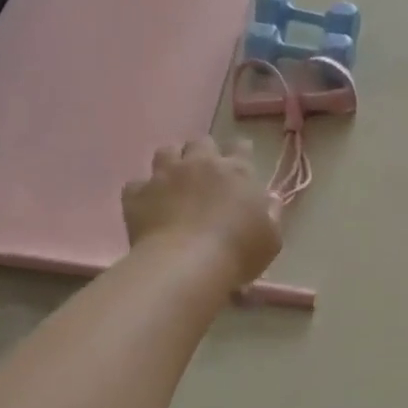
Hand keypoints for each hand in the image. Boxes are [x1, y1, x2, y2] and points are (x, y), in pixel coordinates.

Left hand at [122, 136, 282, 287]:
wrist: (187, 265)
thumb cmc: (238, 252)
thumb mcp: (271, 238)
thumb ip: (271, 214)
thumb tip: (270, 200)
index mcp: (236, 170)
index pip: (241, 146)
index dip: (240, 153)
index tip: (240, 166)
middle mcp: (200, 164)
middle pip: (201, 142)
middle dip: (203, 153)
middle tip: (205, 174)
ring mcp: (165, 176)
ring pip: (166, 151)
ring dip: (171, 162)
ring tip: (173, 182)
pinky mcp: (137, 194)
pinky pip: (136, 185)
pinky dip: (142, 193)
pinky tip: (147, 207)